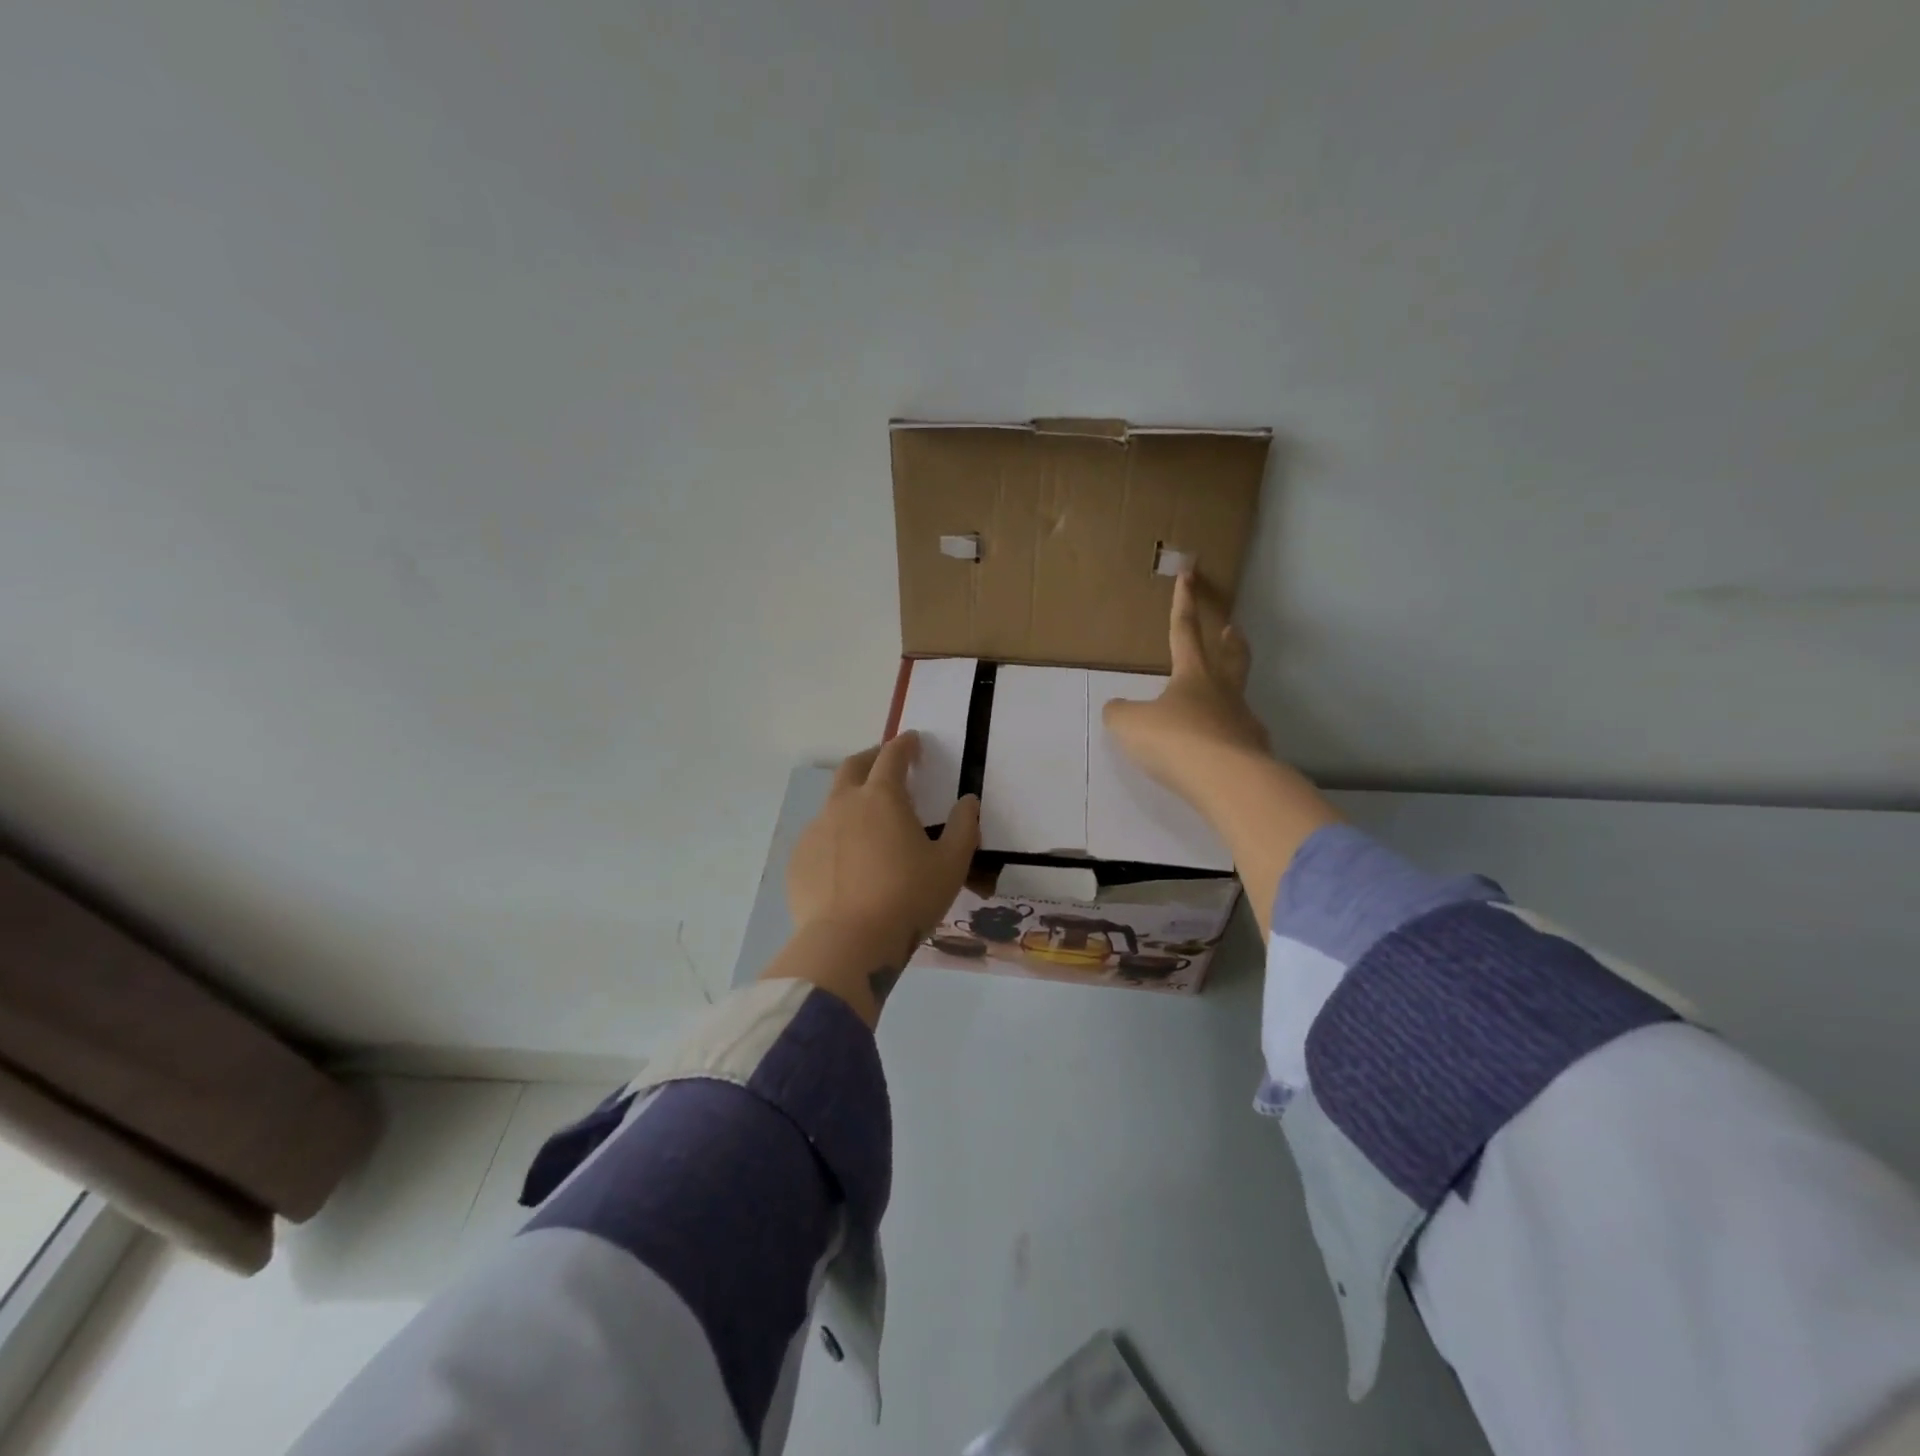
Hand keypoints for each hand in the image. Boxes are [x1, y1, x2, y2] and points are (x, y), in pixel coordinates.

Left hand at [772, 733, 980, 1023]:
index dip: (905, 744)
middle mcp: (844, 804)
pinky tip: (847, 861)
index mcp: (882, 797)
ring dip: (852, 799)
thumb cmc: (907, 899)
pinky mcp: (799, 860)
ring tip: (868, 820)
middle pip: (854, 767)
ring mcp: (816, 831)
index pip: (892, 756)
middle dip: (872, 758)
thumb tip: (968, 801)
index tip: (913, 741)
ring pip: (833, 802)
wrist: (847, 944)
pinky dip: (836, 835)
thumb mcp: (951, 865)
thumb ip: (964, 827)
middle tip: (886, 764)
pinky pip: (820, 837)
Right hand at [1101, 573, 1271, 798]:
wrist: (1226, 780)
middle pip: (1231, 657)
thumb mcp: (1130, 724)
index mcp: (1192, 674)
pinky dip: (1233, 737)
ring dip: (1232, 691)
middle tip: (1234, 629)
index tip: (1189, 575)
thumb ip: (1120, 713)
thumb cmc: (1175, 740)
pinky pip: (1241, 737)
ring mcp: (1243, 721)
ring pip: (1239, 698)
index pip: (1184, 630)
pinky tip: (1225, 749)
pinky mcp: (1255, 752)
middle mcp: (1223, 692)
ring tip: (1222, 700)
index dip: (1183, 603)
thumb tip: (1118, 710)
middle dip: (1231, 640)